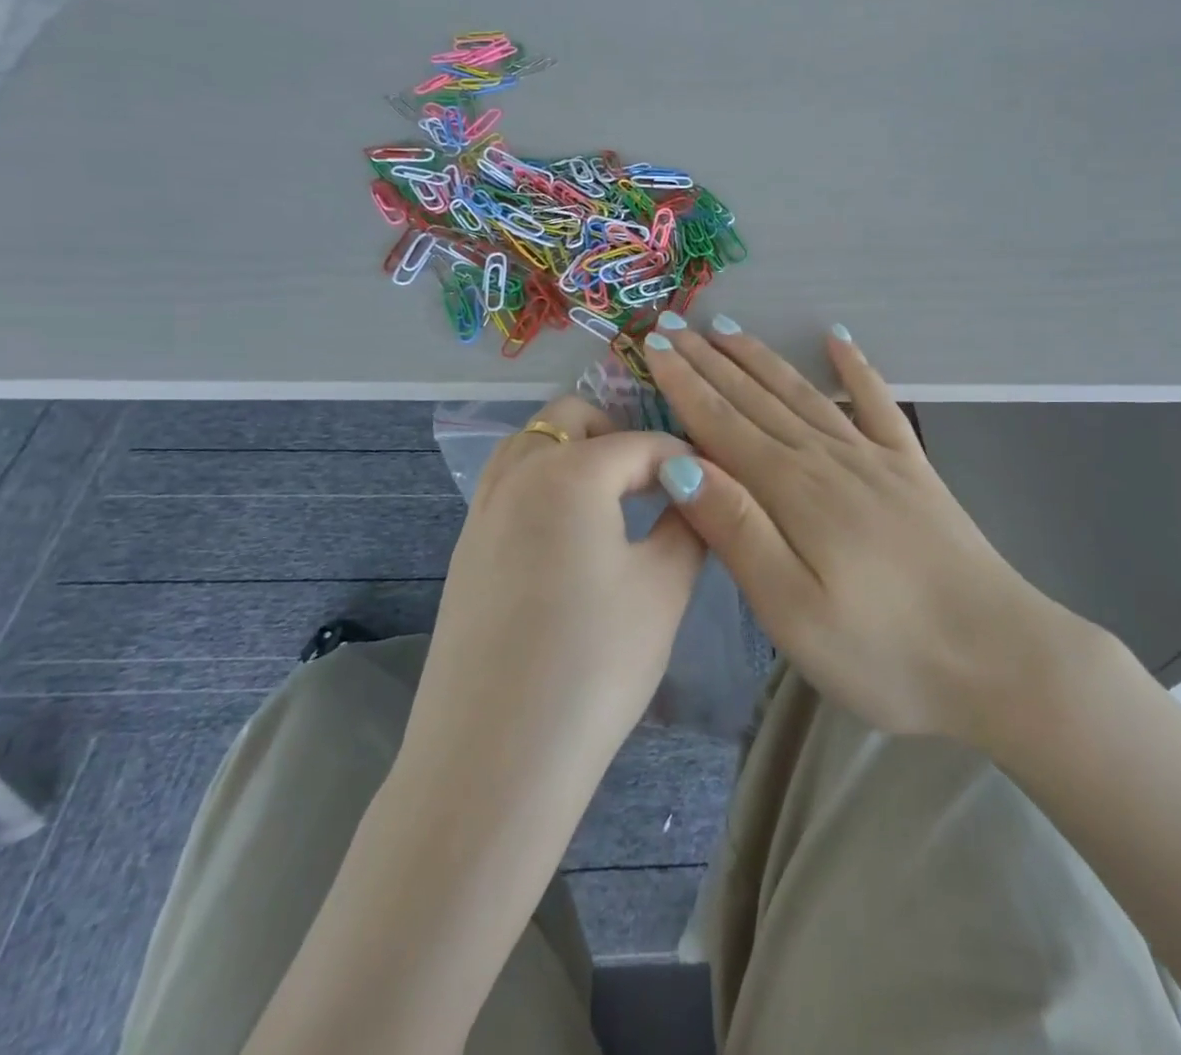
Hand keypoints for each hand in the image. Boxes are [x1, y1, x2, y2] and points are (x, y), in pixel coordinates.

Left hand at [414, 397, 705, 762]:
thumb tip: (694, 493)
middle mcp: (516, 474)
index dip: (685, 456)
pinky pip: (508, 485)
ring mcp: (481, 511)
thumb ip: (688, 523)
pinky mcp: (465, 549)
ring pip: (531, 444)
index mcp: (569, 472)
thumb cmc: (594, 665)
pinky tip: (571, 536)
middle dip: (620, 435)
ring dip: (574, 452)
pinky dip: (544, 482)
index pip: (642, 442)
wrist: (493, 760)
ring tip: (614, 499)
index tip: (715, 480)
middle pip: (572, 419)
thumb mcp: (664, 588)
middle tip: (657, 482)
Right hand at [642, 318, 1069, 747]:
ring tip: (730, 329)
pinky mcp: (913, 470)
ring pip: (805, 394)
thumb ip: (737, 531)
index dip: (684, 384)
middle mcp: (829, 459)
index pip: (722, 425)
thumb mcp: (793, 611)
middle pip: (758, 399)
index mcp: (793, 492)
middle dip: (711, 361)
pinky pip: (878, 404)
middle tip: (675, 325)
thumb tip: (679, 464)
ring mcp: (876, 459)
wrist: (1000, 659)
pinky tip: (838, 341)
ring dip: (763, 359)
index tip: (654, 346)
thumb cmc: (885, 653)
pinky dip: (856, 369)